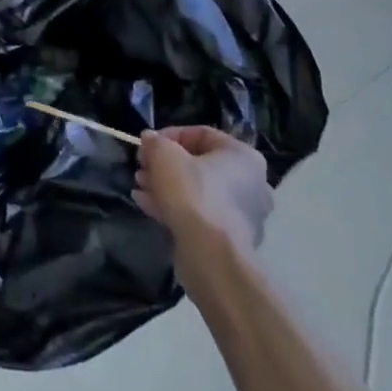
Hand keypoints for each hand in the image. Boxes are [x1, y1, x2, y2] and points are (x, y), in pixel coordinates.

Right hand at [136, 126, 273, 269]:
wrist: (211, 256)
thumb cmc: (192, 193)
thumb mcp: (164, 155)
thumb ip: (155, 142)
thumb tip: (150, 140)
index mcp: (243, 156)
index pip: (201, 134)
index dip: (168, 135)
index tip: (147, 146)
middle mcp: (251, 184)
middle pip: (198, 164)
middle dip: (164, 165)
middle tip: (142, 168)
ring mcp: (243, 214)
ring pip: (197, 191)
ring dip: (165, 186)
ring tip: (140, 187)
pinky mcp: (231, 239)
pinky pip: (199, 214)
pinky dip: (175, 207)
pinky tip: (147, 205)